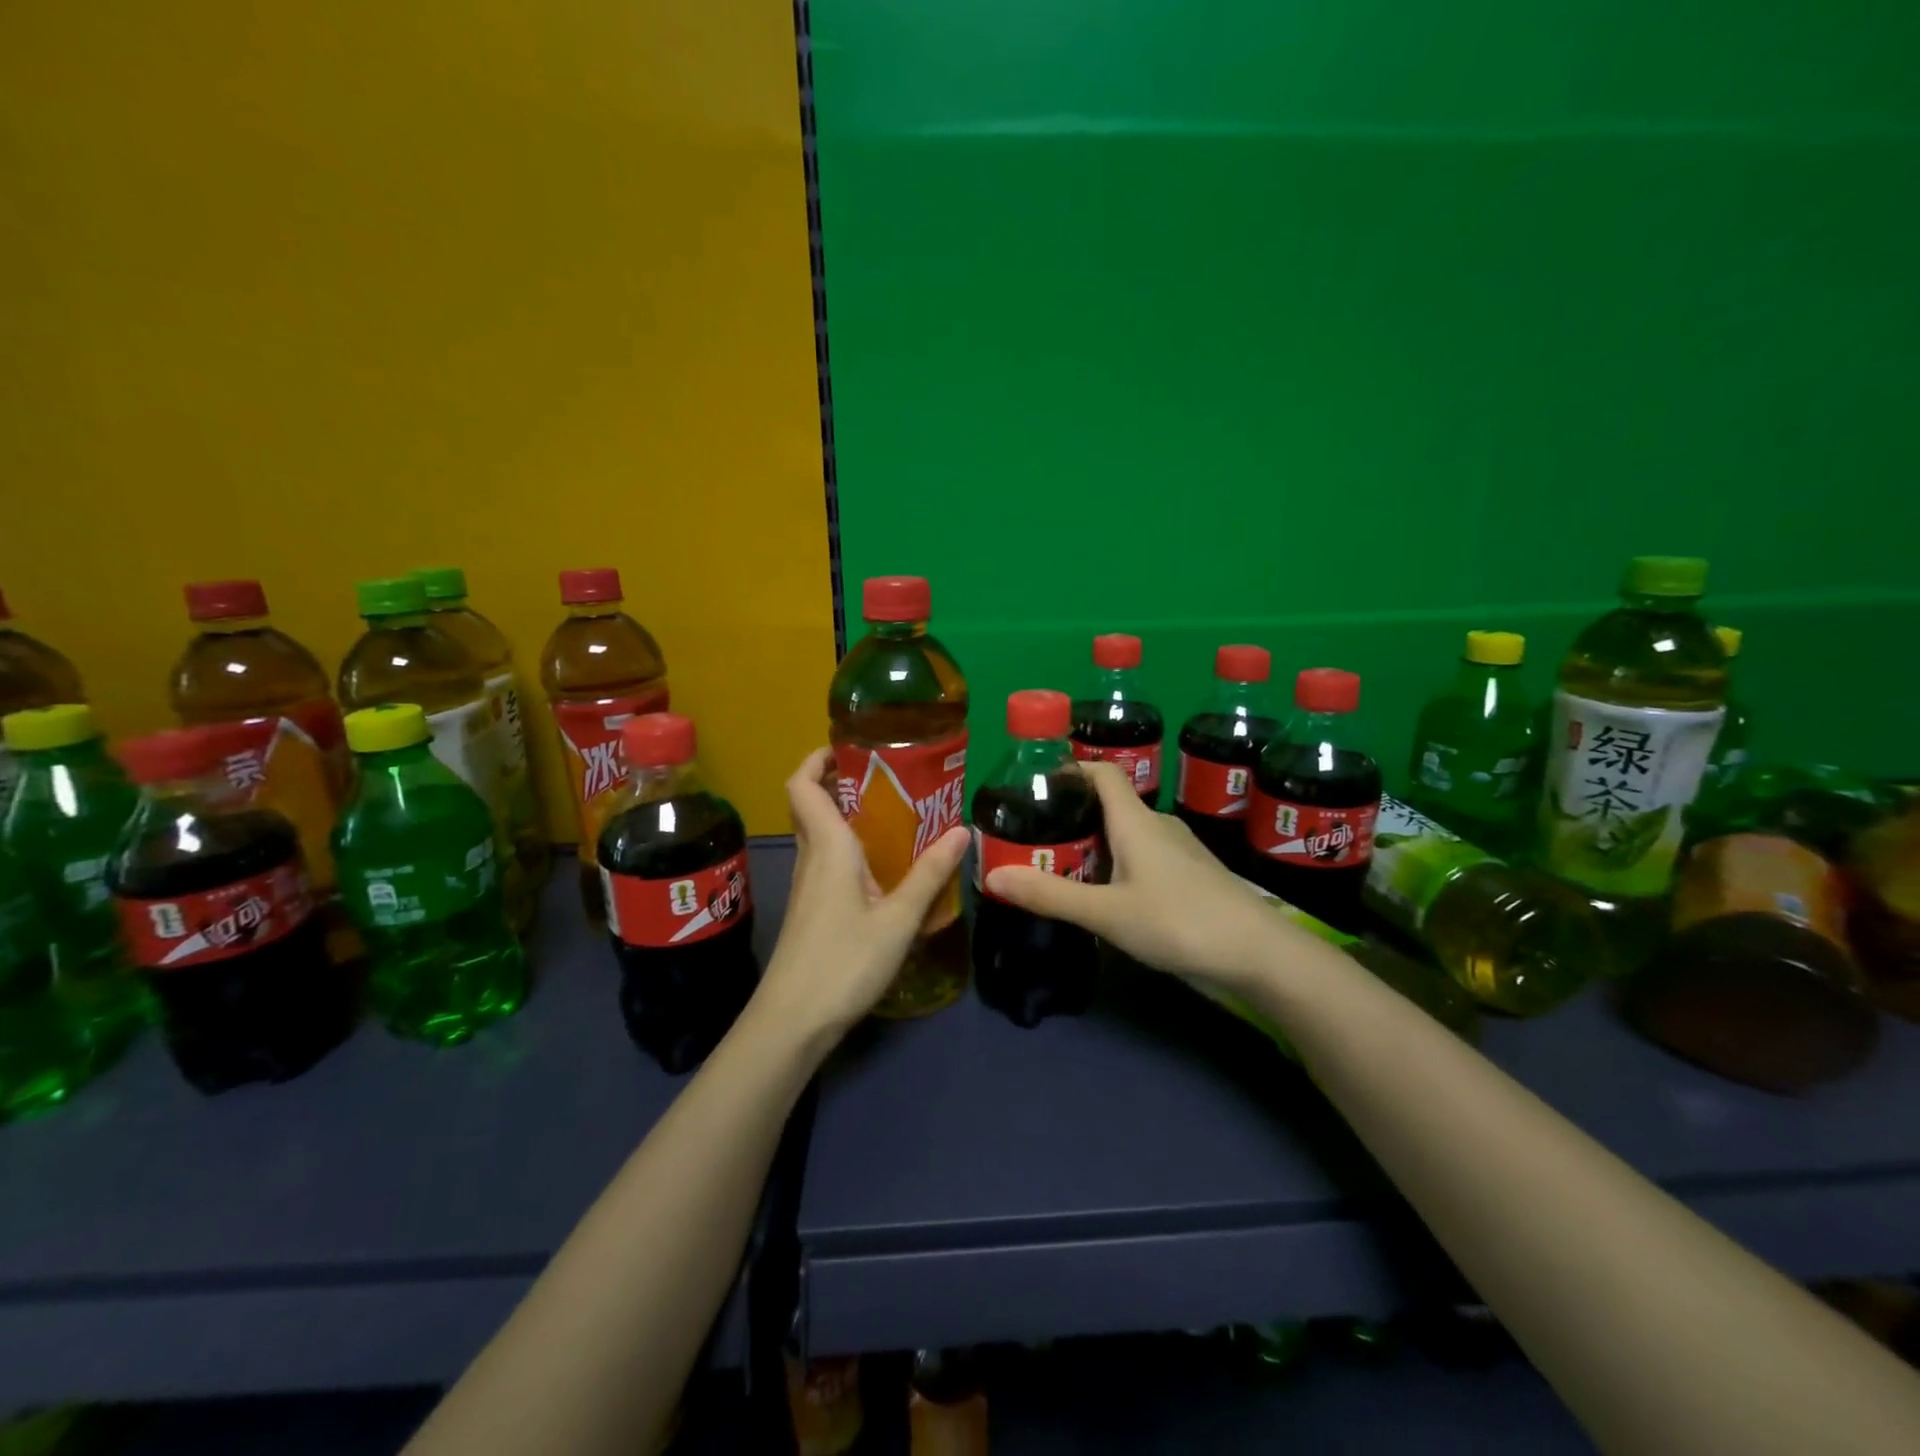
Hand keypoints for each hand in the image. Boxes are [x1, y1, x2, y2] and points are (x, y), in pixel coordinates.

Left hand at [754, 748, 968, 1040]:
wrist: (793, 1021)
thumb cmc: (844, 962)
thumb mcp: (898, 918)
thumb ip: (930, 874)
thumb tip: (962, 830)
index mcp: (827, 846)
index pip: (802, 785)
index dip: (818, 758)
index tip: (852, 747)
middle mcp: (812, 857)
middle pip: (812, 804)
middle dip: (844, 782)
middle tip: (891, 778)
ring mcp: (810, 885)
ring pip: (822, 834)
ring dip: (851, 816)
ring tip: (900, 815)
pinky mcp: (814, 909)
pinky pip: (830, 861)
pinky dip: (853, 849)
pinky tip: (887, 867)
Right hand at [985, 761, 1287, 990]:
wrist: (1259, 954)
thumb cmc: (1179, 922)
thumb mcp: (1106, 913)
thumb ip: (1050, 895)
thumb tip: (991, 877)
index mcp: (1136, 821)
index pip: (1102, 773)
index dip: (1070, 769)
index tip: (1037, 785)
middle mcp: (1158, 825)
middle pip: (1109, 805)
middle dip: (1071, 817)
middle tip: (1035, 841)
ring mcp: (1179, 850)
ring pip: (1127, 835)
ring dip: (1094, 846)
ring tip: (1063, 869)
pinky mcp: (1192, 875)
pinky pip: (1145, 856)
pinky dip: (1118, 865)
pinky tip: (1107, 895)